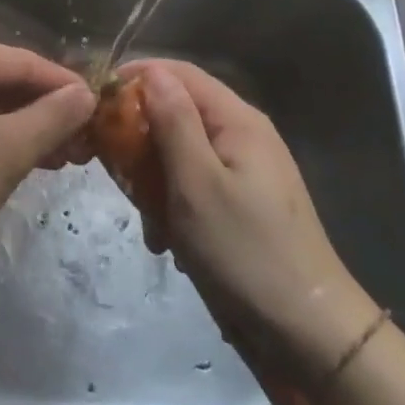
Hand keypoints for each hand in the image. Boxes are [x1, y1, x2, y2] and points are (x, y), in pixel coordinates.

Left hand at [0, 37, 95, 262]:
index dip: (63, 84)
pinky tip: (26, 155)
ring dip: (24, 125)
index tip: (98, 106)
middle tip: (83, 139)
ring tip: (63, 155)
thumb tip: (86, 94)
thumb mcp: (11, 148)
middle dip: (45, 110)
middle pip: (2, 78)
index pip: (21, 61)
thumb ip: (54, 116)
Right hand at [121, 58, 381, 379]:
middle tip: (114, 170)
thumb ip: (172, 121)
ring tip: (146, 219)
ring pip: (178, 153)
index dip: (135, 78)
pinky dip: (172, 206)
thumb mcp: (197, 182)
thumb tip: (151, 71)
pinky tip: (166, 241)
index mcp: (237, 120)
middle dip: (140, 138)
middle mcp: (241, 136)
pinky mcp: (239, 205)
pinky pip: (192, 186)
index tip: (96, 104)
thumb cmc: (245, 250)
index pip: (178, 73)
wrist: (308, 333)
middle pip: (176, 112)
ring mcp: (242, 172)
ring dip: (153, 180)